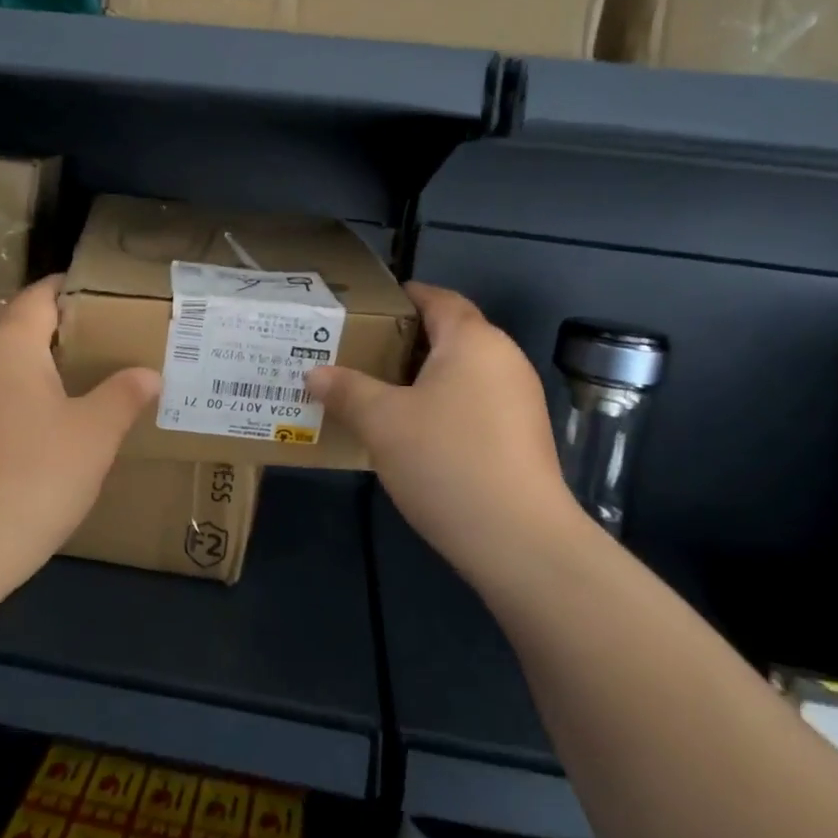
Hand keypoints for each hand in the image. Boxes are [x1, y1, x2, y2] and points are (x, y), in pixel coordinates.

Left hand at [0, 276, 159, 581]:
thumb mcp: (95, 434)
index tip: (91, 294)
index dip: (64, 290)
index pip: (36, 296)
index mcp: (9, 343)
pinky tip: (16, 416)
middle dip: (18, 313)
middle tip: (59, 335)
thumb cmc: (35, 474)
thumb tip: (149, 374)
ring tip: (42, 374)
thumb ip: (123, 396)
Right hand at [307, 283, 592, 592]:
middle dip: (404, 341)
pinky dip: (443, 405)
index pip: (438, 299)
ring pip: (462, 373)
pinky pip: (474, 403)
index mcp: (473, 341)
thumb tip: (314, 374)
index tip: (368, 307)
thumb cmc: (446, 460)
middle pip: (450, 335)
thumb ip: (346, 390)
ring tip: (377, 392)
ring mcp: (519, 400)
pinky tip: (413, 432)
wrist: (519, 540)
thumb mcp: (382, 422)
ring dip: (422, 377)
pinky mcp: (522, 437)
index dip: (404, 296)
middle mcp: (503, 360)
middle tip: (359, 353)